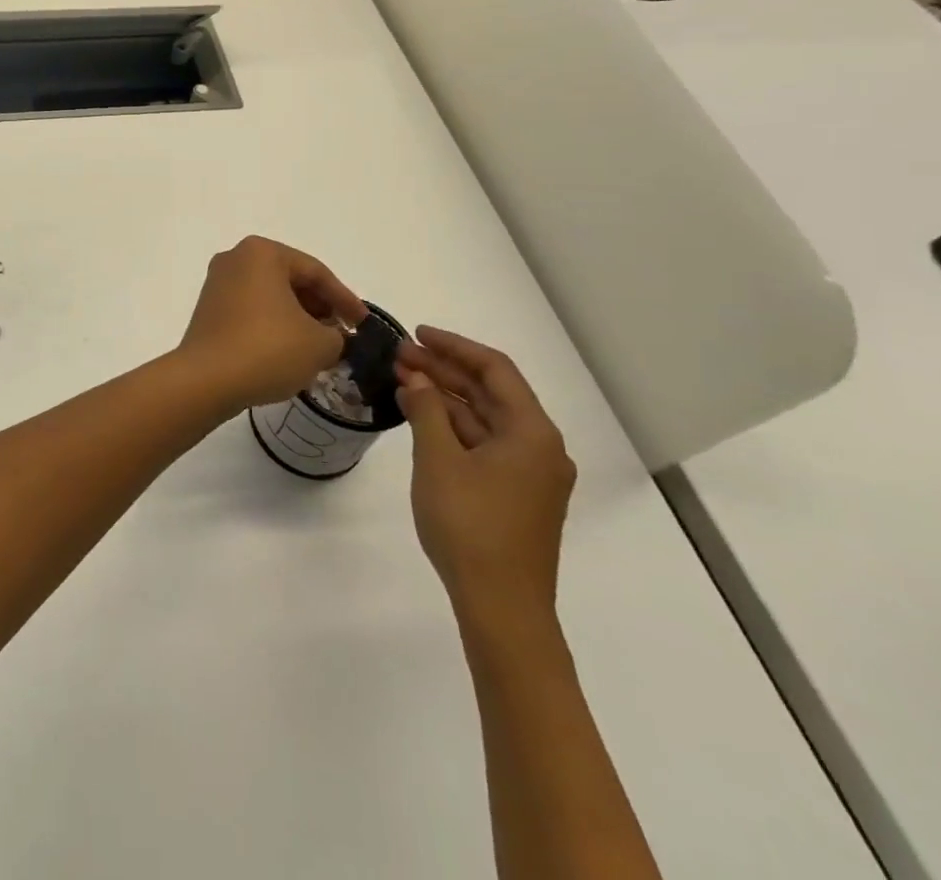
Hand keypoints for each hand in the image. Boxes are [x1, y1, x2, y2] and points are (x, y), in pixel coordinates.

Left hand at [175, 236, 367, 414]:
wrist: (206, 380)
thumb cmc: (268, 349)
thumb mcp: (320, 344)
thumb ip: (337, 336)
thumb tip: (332, 337)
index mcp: (262, 253)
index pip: (316, 272)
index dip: (345, 300)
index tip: (364, 324)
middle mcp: (235, 259)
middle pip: (290, 280)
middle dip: (319, 307)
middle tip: (341, 334)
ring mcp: (217, 283)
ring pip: (270, 296)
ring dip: (297, 318)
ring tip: (319, 346)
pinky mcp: (208, 309)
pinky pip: (251, 310)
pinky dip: (273, 325)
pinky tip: (288, 351)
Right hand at [396, 327, 575, 627]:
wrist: (502, 607)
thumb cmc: (470, 525)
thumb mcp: (438, 459)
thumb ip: (427, 410)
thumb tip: (418, 379)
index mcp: (532, 432)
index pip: (495, 369)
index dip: (455, 346)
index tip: (417, 333)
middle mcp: (540, 447)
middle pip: (491, 393)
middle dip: (445, 371)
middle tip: (400, 355)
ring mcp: (530, 474)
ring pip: (485, 419)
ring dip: (446, 398)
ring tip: (404, 380)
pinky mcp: (517, 495)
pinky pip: (485, 444)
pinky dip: (454, 426)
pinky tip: (422, 418)